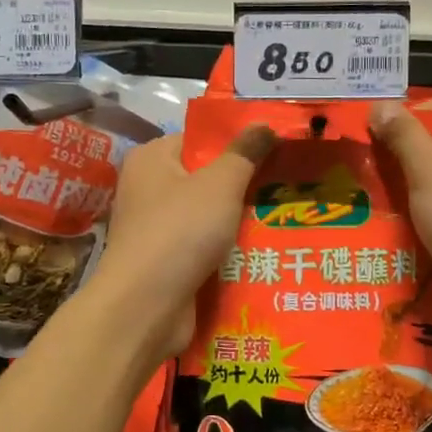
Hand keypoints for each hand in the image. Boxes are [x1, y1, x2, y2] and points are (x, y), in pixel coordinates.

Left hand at [90, 125, 275, 360]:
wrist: (145, 308)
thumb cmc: (180, 232)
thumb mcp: (220, 184)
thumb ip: (244, 153)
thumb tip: (264, 123)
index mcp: (152, 159)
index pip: (199, 140)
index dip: (237, 144)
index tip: (276, 152)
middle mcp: (148, 190)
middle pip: (205, 179)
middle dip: (244, 187)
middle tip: (287, 187)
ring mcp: (155, 229)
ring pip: (208, 217)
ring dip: (239, 223)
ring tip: (283, 220)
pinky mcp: (165, 263)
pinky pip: (203, 248)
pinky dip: (226, 252)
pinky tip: (262, 254)